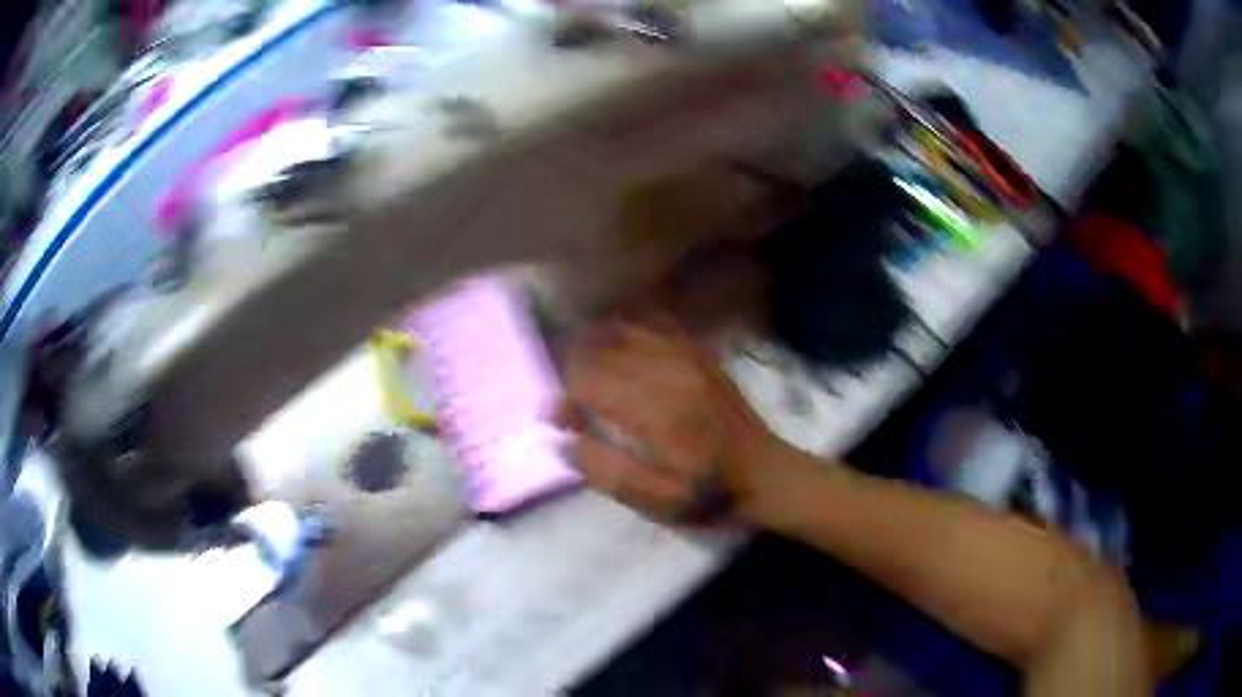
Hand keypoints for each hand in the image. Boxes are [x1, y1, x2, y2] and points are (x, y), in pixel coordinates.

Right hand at [557, 317, 772, 520]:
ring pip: (623, 332)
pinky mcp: (699, 354)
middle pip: (600, 352)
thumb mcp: (656, 499)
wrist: (764, 472)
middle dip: (573, 372)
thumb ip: (605, 470)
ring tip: (585, 369)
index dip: (562, 400)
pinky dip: (628, 330)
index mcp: (654, 411)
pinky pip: (654, 326)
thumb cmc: (707, 492)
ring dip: (595, 346)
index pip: (587, 383)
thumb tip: (560, 442)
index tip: (555, 420)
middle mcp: (667, 372)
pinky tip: (619, 342)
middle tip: (570, 399)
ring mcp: (686, 357)